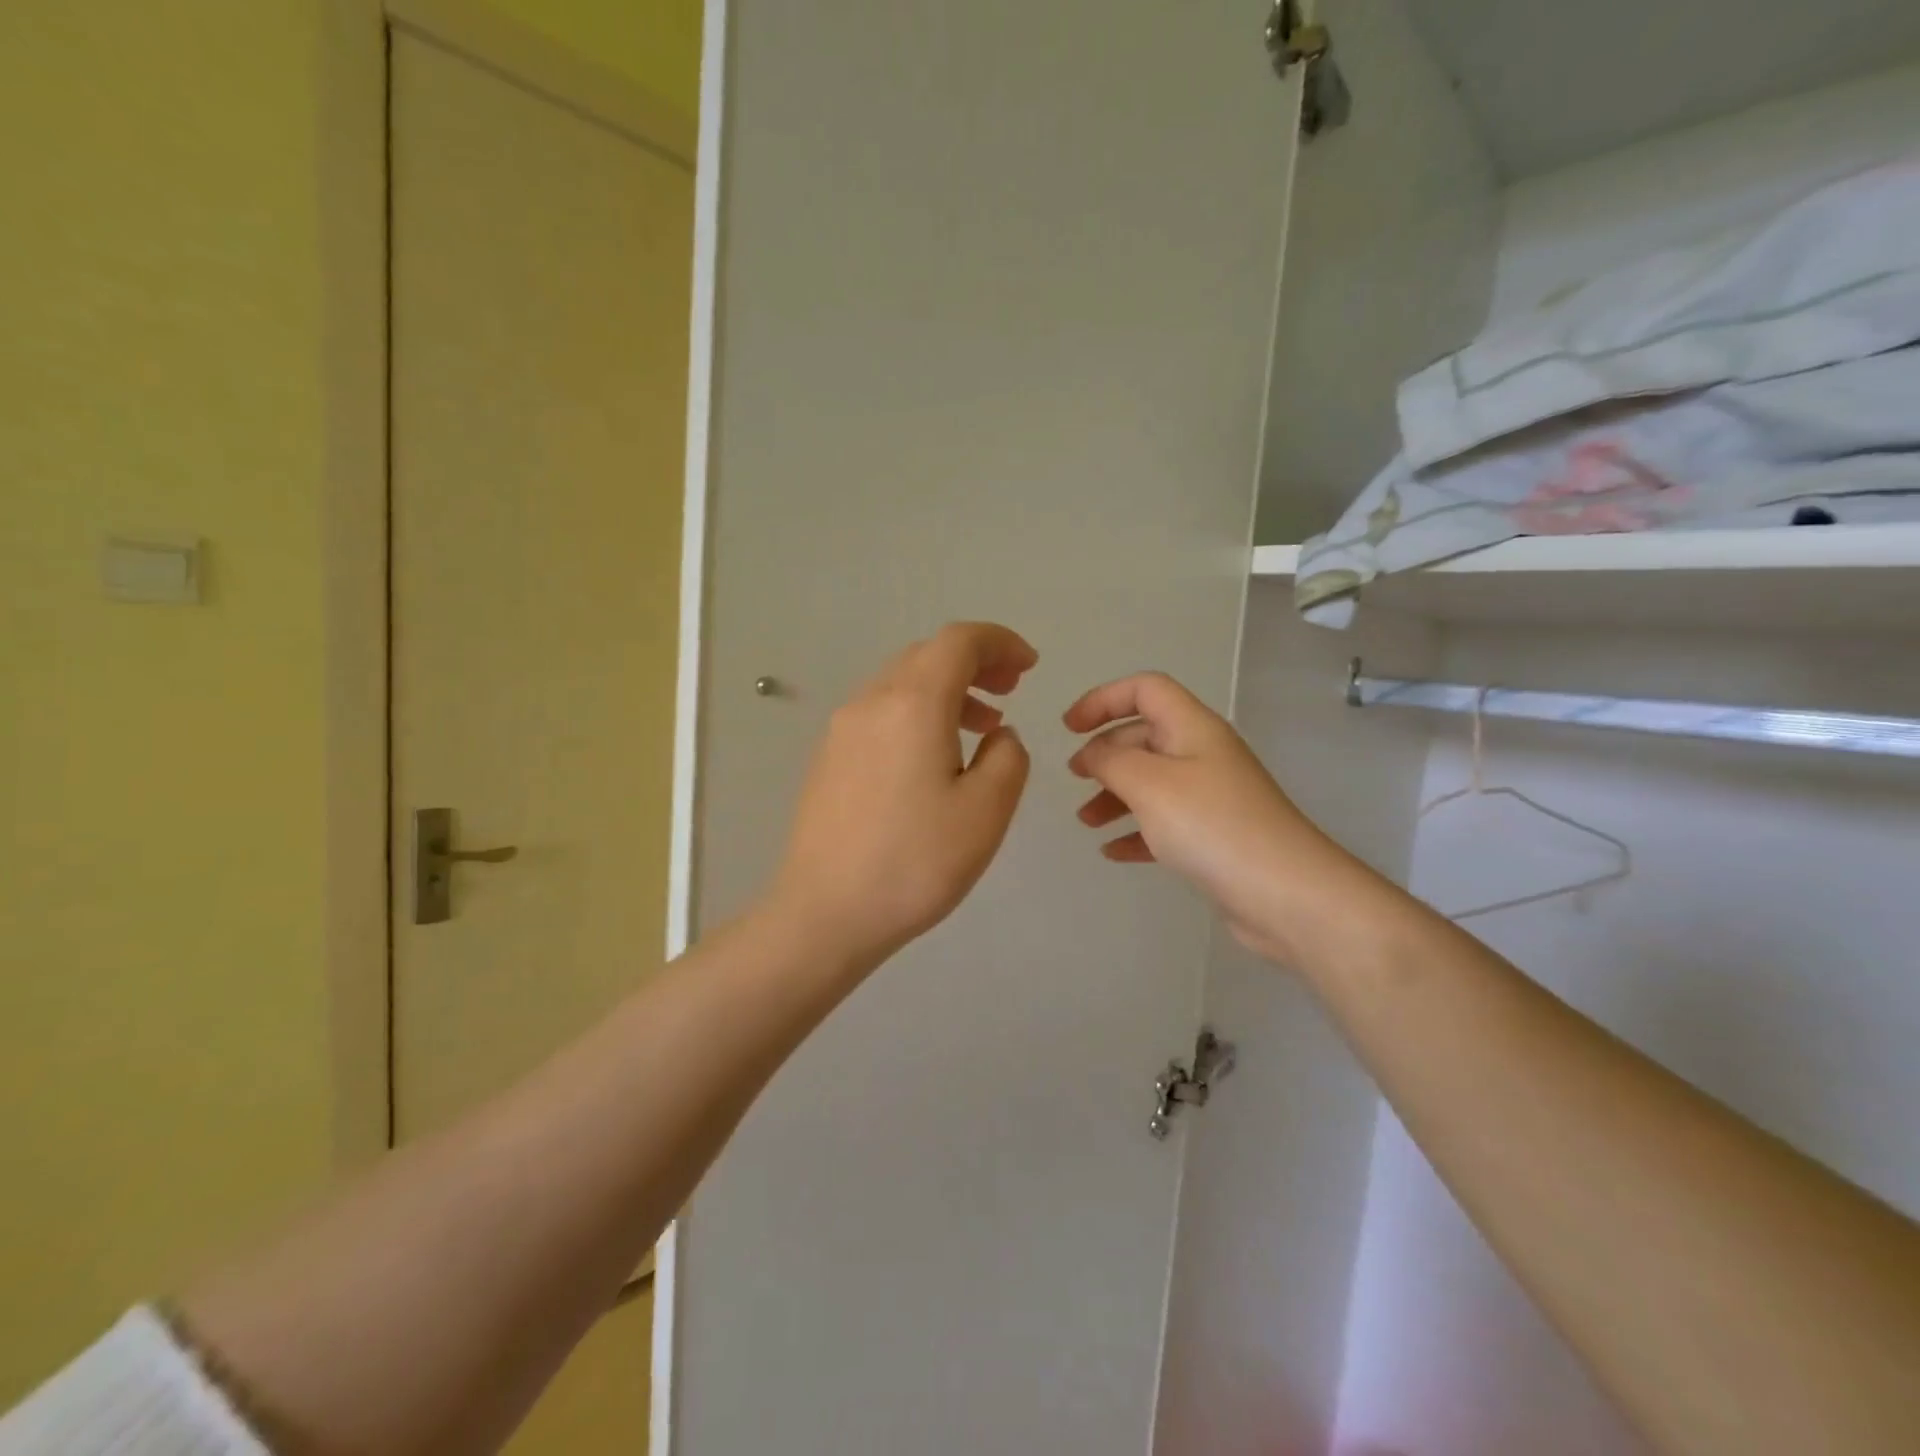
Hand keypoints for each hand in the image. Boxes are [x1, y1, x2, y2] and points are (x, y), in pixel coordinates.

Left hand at [771, 623, 1038, 970]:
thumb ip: (1008, 757)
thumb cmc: (915, 862)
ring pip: (902, 683)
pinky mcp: (828, 757)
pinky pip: (882, 712)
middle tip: (1011, 690)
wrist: (824, 913)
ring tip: (982, 725)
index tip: (1029, 667)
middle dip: (976, 662)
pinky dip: (918, 712)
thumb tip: (997, 735)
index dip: (1000, 642)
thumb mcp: (986, 811)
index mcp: (913, 703)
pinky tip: (934, 755)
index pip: (959, 641)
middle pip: (928, 655)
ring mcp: (842, 729)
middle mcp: (871, 701)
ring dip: (948, 689)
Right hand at [1065, 672, 1347, 962]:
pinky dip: (1136, 831)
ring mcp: (1211, 797)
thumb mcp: (1149, 783)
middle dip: (1105, 752)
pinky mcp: (1214, 836)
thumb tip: (1092, 753)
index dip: (1103, 699)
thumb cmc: (1212, 826)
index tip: (1069, 728)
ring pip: (1151, 782)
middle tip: (1075, 777)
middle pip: (1145, 736)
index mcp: (1192, 728)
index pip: (1145, 690)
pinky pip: (1164, 823)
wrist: (1286, 894)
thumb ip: (1110, 760)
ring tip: (1085, 821)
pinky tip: (1112, 852)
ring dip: (1114, 796)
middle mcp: (1203, 754)